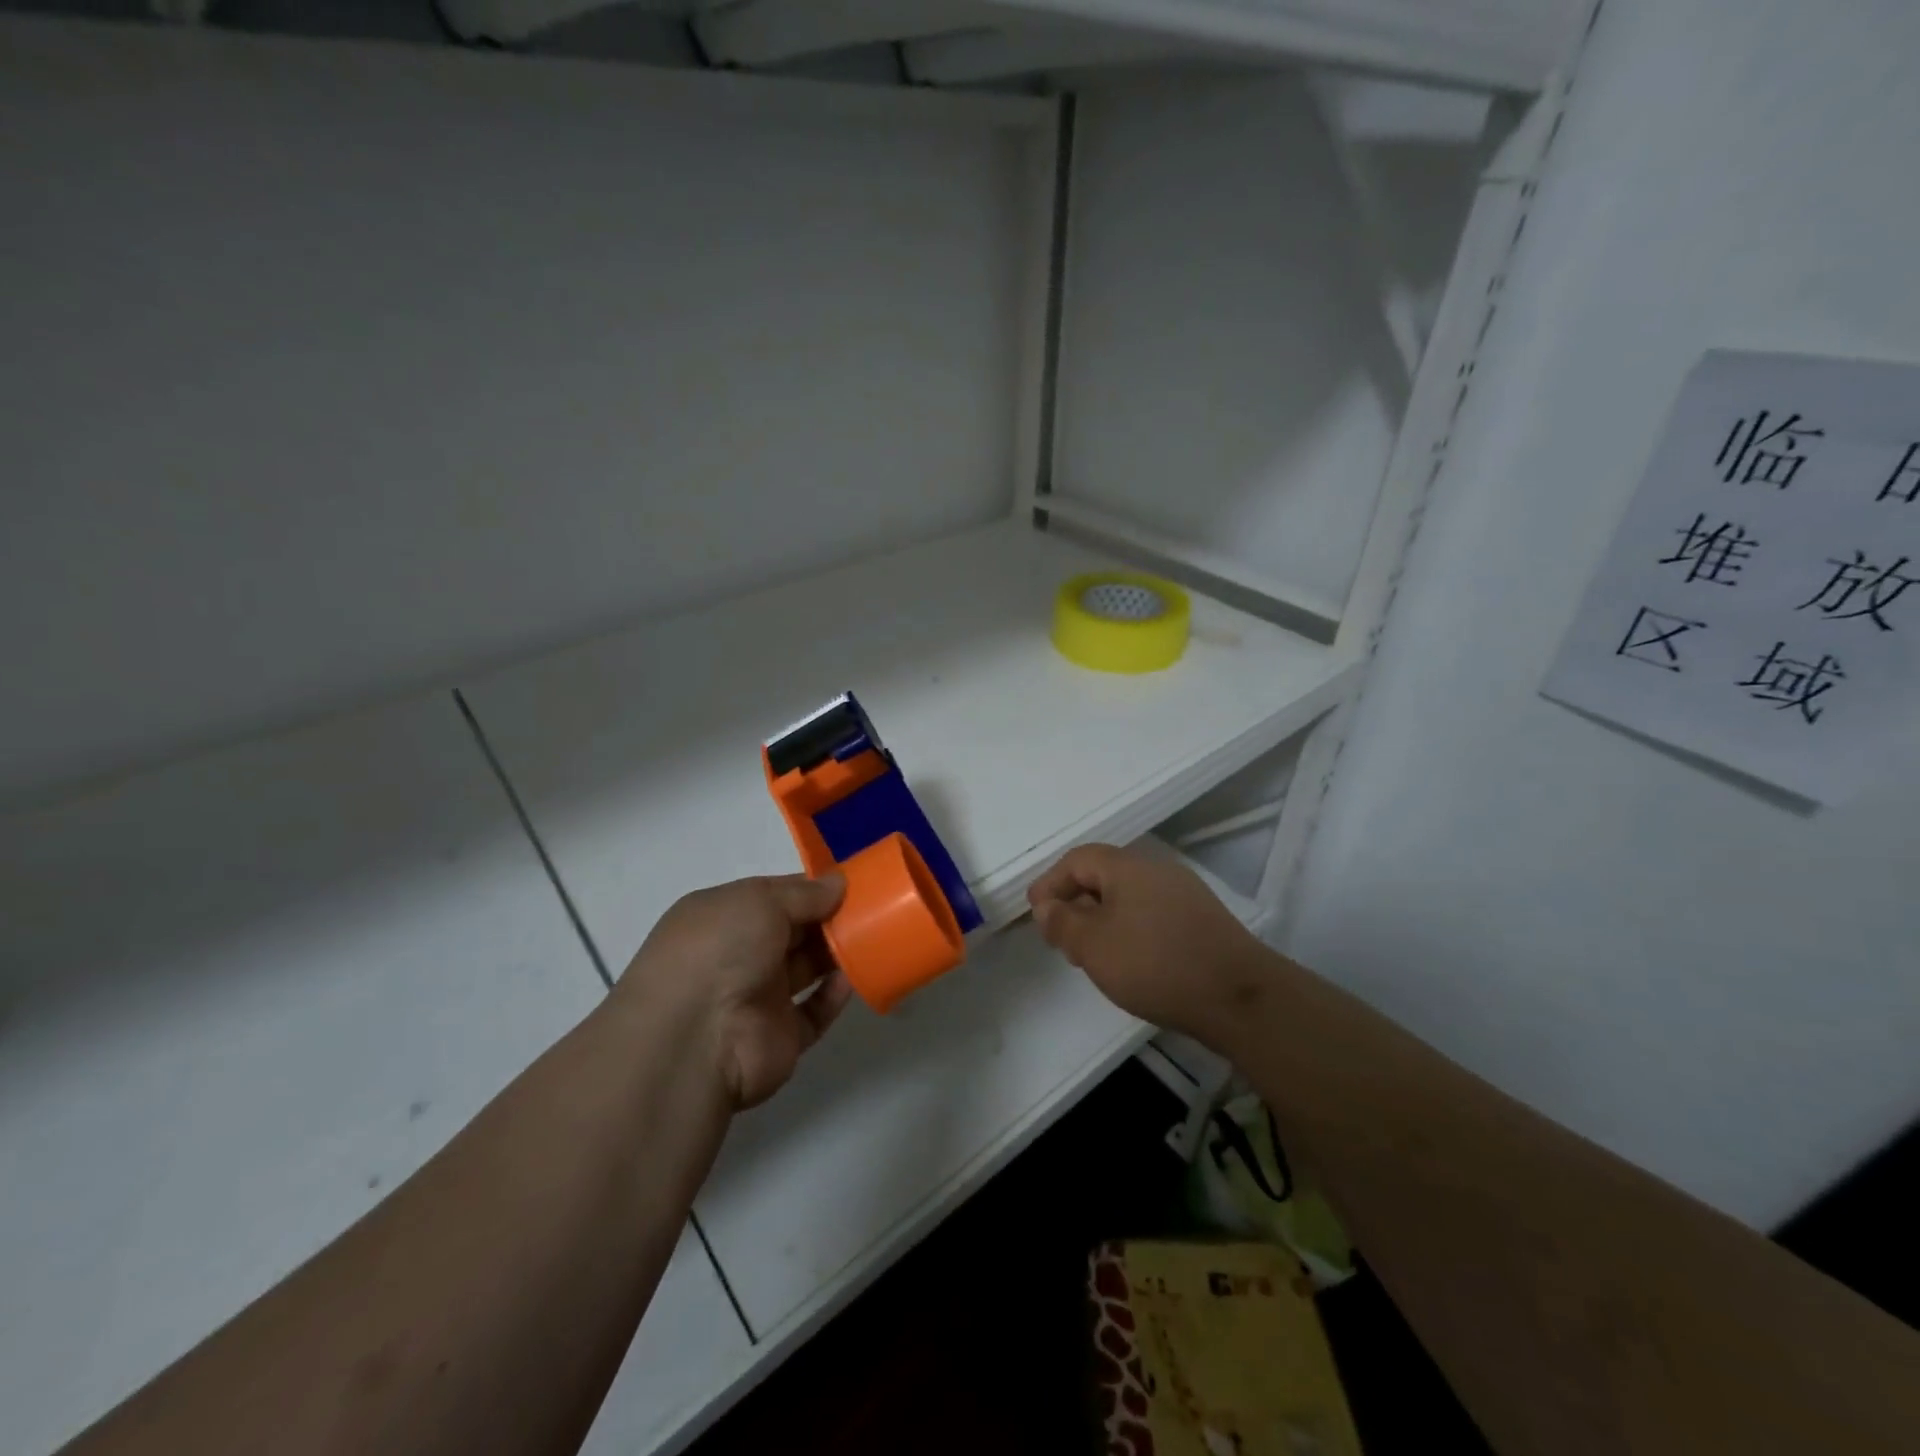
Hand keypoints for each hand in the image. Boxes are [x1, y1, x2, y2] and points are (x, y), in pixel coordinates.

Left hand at [616, 874, 851, 1110]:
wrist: (694, 1040)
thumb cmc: (720, 951)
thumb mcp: (759, 901)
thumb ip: (804, 893)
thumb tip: (839, 882)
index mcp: (723, 917)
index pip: (774, 896)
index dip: (810, 888)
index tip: (850, 882)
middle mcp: (738, 955)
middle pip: (794, 931)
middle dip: (830, 918)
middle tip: (873, 908)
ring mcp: (757, 998)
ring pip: (806, 969)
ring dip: (837, 954)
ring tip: (874, 938)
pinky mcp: (779, 1037)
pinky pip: (814, 1012)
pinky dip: (834, 996)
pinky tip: (852, 980)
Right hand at [1027, 844, 1270, 1042]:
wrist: (1239, 997)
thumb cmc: (1155, 964)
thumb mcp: (1094, 946)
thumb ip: (1063, 922)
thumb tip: (1046, 906)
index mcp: (1128, 866)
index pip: (1077, 860)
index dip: (1050, 883)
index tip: (1035, 913)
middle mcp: (1157, 870)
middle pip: (1104, 875)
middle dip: (1075, 902)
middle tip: (1059, 937)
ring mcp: (1184, 894)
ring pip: (1128, 897)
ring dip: (1101, 918)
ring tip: (1089, 953)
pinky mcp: (1201, 921)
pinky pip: (1151, 913)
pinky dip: (1128, 929)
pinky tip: (1128, 960)